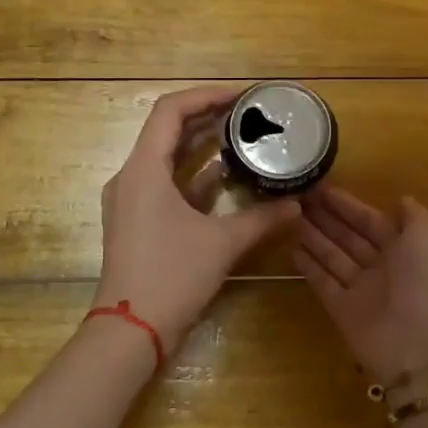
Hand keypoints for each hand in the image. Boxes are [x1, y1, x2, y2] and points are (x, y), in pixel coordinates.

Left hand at [95, 85, 301, 348]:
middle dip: (207, 117)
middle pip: (167, 130)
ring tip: (240, 137)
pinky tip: (224, 177)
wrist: (131, 332)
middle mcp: (131, 177)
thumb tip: (296, 205)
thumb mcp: (222, 243)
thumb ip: (261, 218)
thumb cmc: (172, 277)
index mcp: (144, 169)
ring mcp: (131, 201)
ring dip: (200, 146)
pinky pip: (165, 184)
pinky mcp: (136, 222)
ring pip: (166, 158)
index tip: (242, 96)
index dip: (206, 95)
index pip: (170, 110)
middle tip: (246, 113)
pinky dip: (193, 176)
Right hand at [295, 188, 427, 384]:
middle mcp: (383, 266)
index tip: (322, 187)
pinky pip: (323, 282)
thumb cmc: (427, 278)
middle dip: (327, 218)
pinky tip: (292, 249)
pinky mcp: (343, 310)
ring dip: (314, 237)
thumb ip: (414, 214)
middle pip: (350, 237)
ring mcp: (362, 289)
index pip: (371, 220)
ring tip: (290, 217)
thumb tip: (400, 200)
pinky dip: (309, 267)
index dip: (348, 205)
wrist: (420, 342)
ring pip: (334, 256)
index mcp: (407, 247)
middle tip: (299, 197)